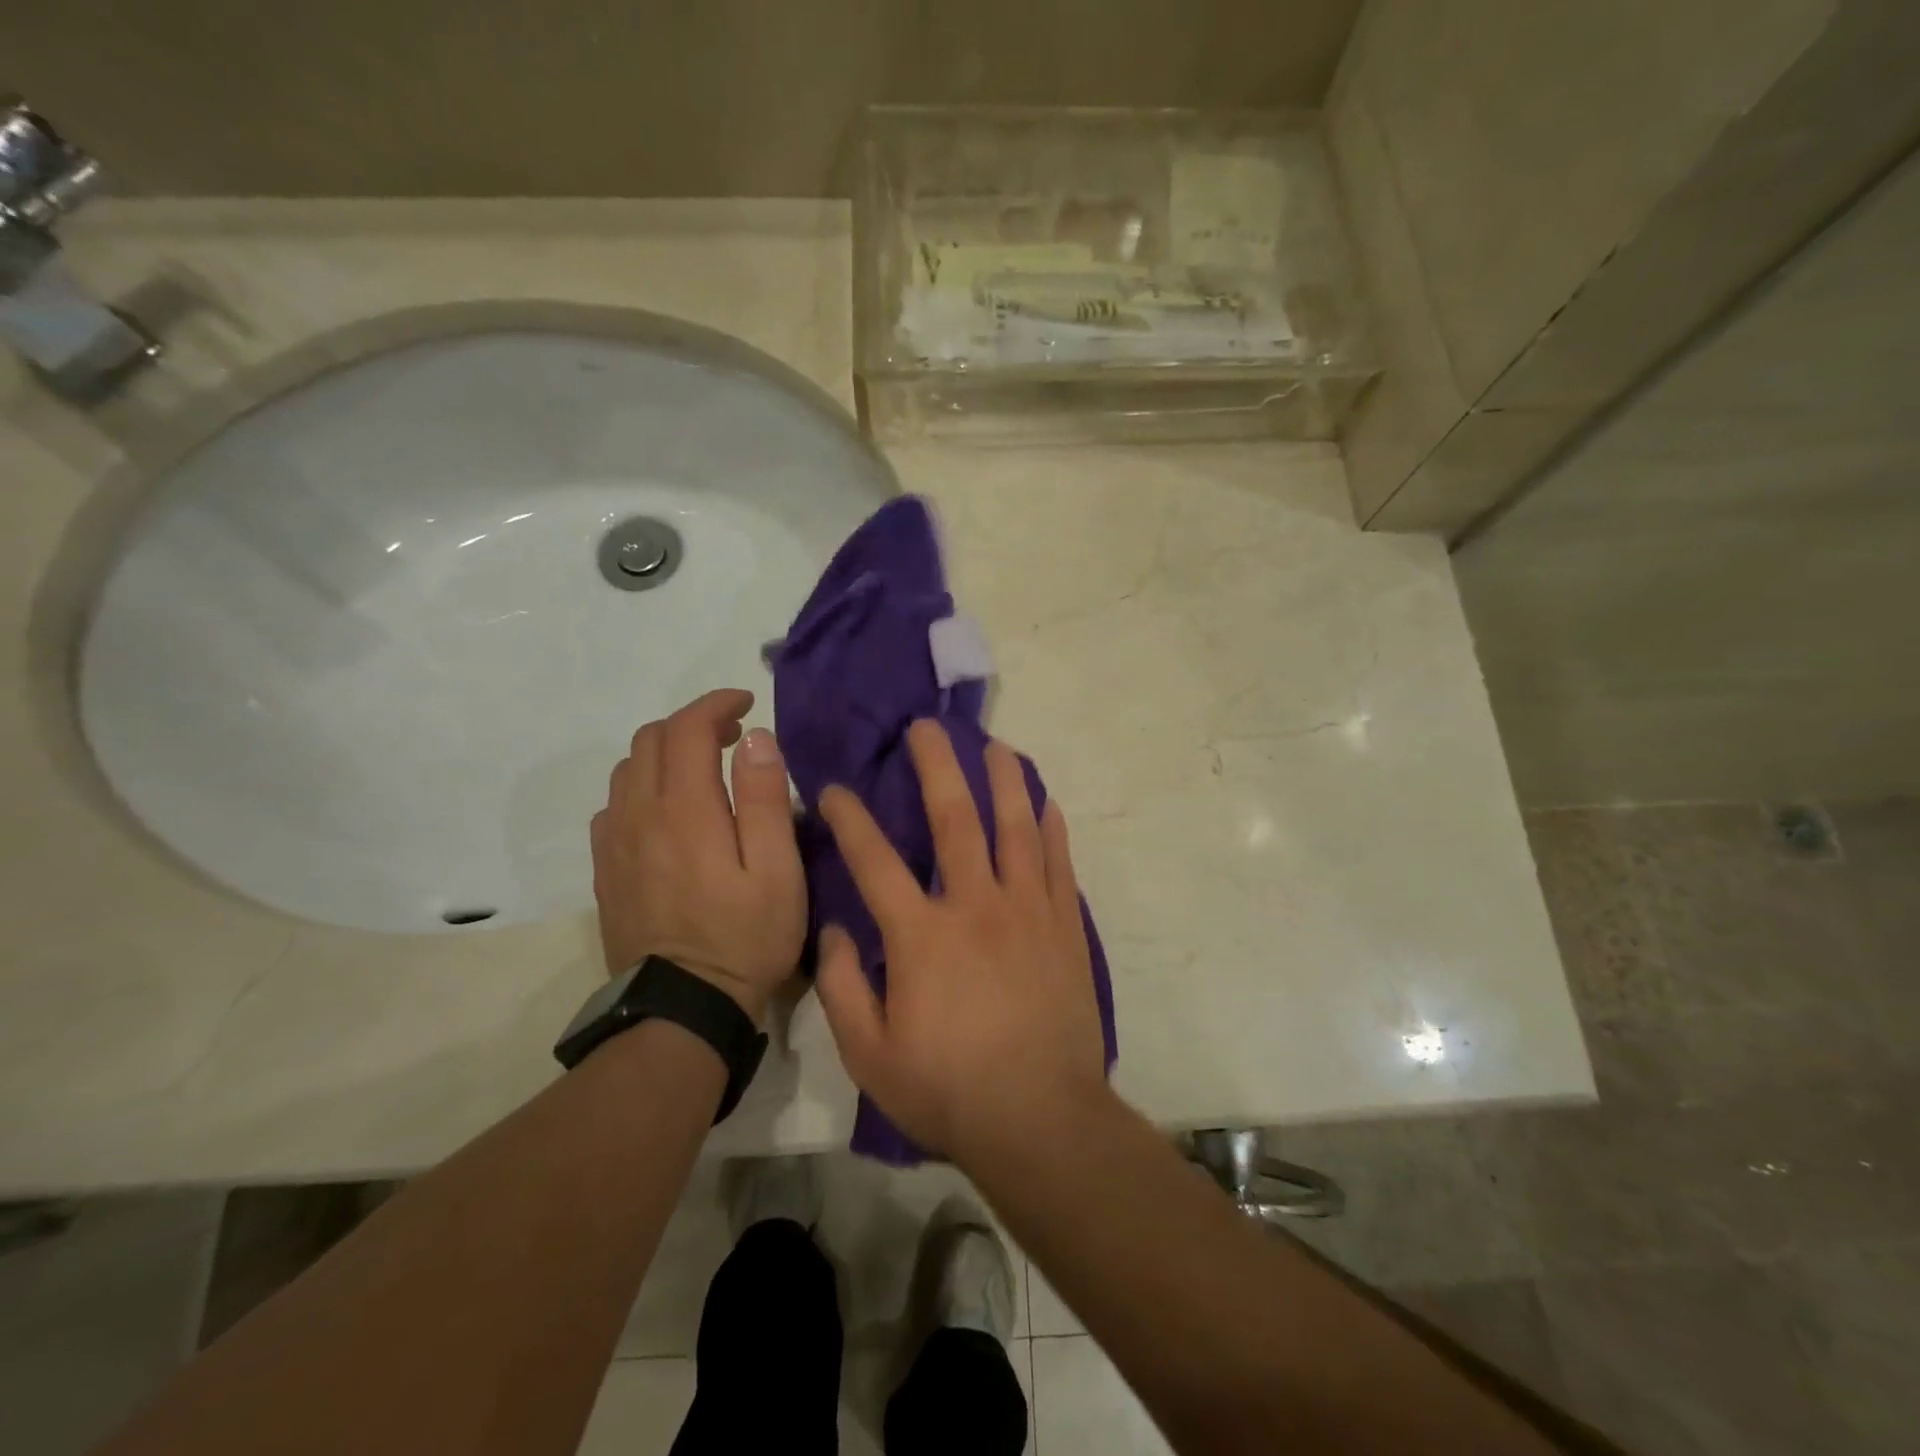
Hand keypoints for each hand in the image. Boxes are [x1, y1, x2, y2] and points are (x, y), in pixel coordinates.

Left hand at [590, 689, 804, 1023]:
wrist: (683, 1008)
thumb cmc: (745, 937)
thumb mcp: (777, 870)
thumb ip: (765, 798)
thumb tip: (754, 738)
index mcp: (685, 810)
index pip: (687, 728)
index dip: (716, 704)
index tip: (746, 702)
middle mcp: (639, 815)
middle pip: (650, 739)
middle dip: (692, 723)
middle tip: (732, 737)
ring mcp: (615, 843)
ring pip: (627, 769)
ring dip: (665, 752)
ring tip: (703, 769)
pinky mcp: (605, 870)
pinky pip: (614, 805)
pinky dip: (642, 787)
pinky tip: (668, 811)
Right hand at [814, 720, 1107, 1160]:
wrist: (1041, 1120)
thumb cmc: (948, 1090)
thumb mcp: (869, 1054)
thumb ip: (843, 986)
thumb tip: (834, 930)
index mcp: (921, 935)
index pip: (873, 860)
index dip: (849, 818)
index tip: (833, 788)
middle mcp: (975, 906)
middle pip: (954, 819)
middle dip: (938, 766)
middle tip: (928, 726)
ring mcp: (1027, 911)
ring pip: (1016, 827)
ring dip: (1005, 780)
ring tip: (997, 745)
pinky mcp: (1064, 926)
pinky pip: (1058, 863)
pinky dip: (1052, 828)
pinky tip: (1047, 802)